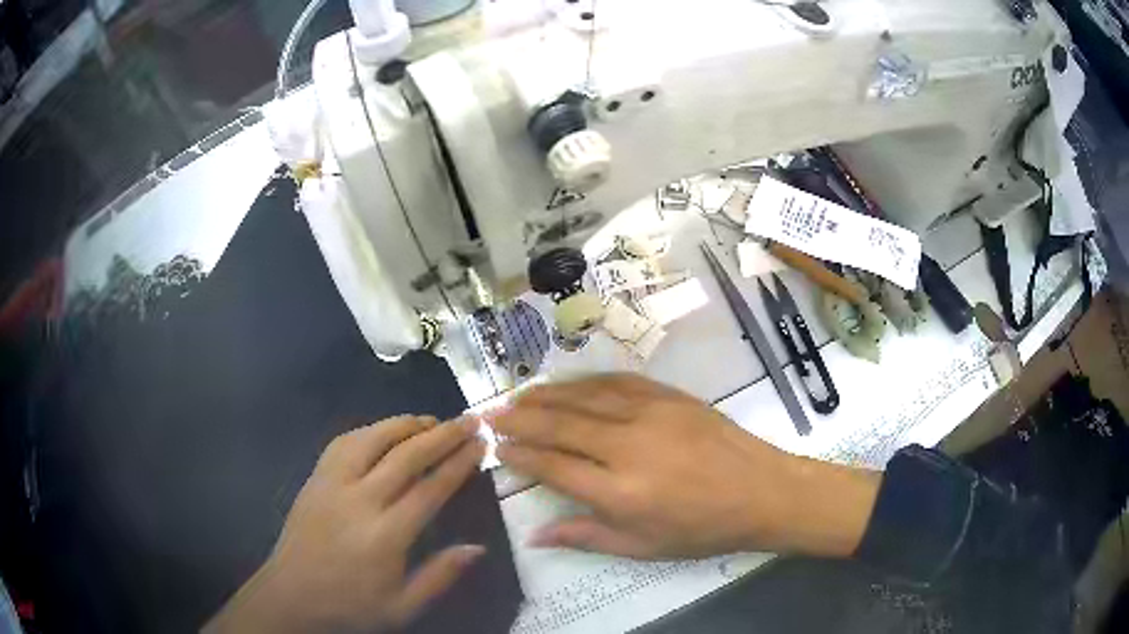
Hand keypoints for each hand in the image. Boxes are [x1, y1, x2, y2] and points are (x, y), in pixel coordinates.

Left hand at [205, 416, 485, 632]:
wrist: (292, 595)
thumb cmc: (351, 605)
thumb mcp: (403, 606)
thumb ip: (440, 576)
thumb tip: (477, 548)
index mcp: (385, 535)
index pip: (430, 488)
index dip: (458, 463)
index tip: (480, 445)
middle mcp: (359, 500)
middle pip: (405, 456)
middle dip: (441, 435)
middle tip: (468, 420)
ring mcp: (332, 484)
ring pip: (371, 439)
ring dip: (404, 424)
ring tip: (431, 420)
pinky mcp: (314, 478)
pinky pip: (343, 443)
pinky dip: (369, 430)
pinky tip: (383, 431)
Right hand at [493, 374, 879, 559]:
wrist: (760, 490)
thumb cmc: (701, 528)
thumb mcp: (642, 547)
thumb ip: (586, 536)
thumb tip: (535, 535)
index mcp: (619, 492)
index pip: (553, 466)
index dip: (519, 456)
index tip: (496, 448)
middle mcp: (627, 446)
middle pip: (560, 425)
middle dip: (520, 419)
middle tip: (491, 414)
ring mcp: (649, 414)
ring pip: (583, 397)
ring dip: (545, 395)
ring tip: (518, 396)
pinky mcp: (668, 396)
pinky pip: (616, 382)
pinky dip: (585, 382)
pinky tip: (568, 384)